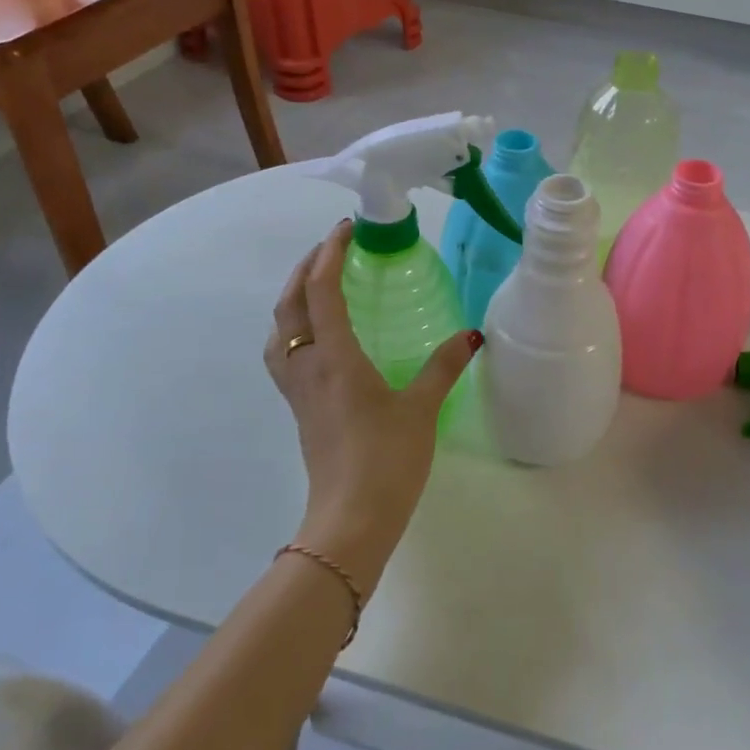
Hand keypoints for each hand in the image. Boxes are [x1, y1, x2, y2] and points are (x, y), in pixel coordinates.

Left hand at [264, 220, 478, 595]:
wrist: (351, 519)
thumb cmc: (387, 460)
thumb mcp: (421, 408)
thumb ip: (443, 366)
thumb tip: (470, 334)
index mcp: (335, 358)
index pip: (321, 291)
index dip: (329, 254)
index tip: (346, 229)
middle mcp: (307, 366)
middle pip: (289, 304)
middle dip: (306, 268)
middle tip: (332, 249)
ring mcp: (297, 389)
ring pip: (279, 329)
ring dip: (292, 298)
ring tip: (318, 285)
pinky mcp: (299, 409)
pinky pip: (284, 354)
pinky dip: (292, 328)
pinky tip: (317, 337)